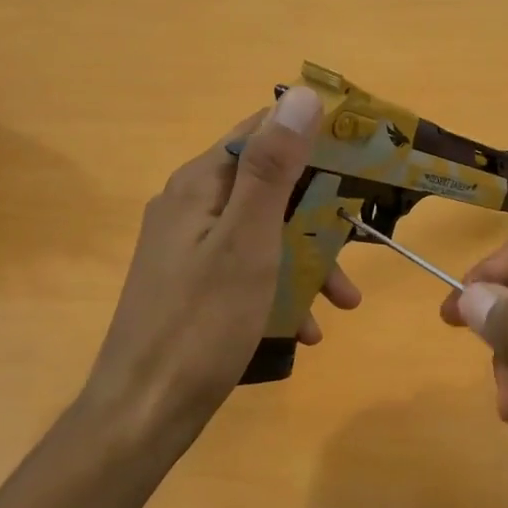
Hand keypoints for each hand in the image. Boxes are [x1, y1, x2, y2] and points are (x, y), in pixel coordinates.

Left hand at [86, 88, 360, 432]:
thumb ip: (273, 167)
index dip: (312, 134)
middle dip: (319, 212)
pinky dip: (281, 290)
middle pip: (268, 186)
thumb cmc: (202, 322)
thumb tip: (303, 94)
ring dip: (307, 259)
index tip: (363, 153)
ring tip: (344, 300)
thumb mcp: (248, 240)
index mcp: (200, 184)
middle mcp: (191, 207)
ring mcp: (190, 249)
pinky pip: (248, 271)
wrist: (144, 412)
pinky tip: (306, 329)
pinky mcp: (194, 287)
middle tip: (362, 238)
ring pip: (264, 233)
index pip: (261, 131)